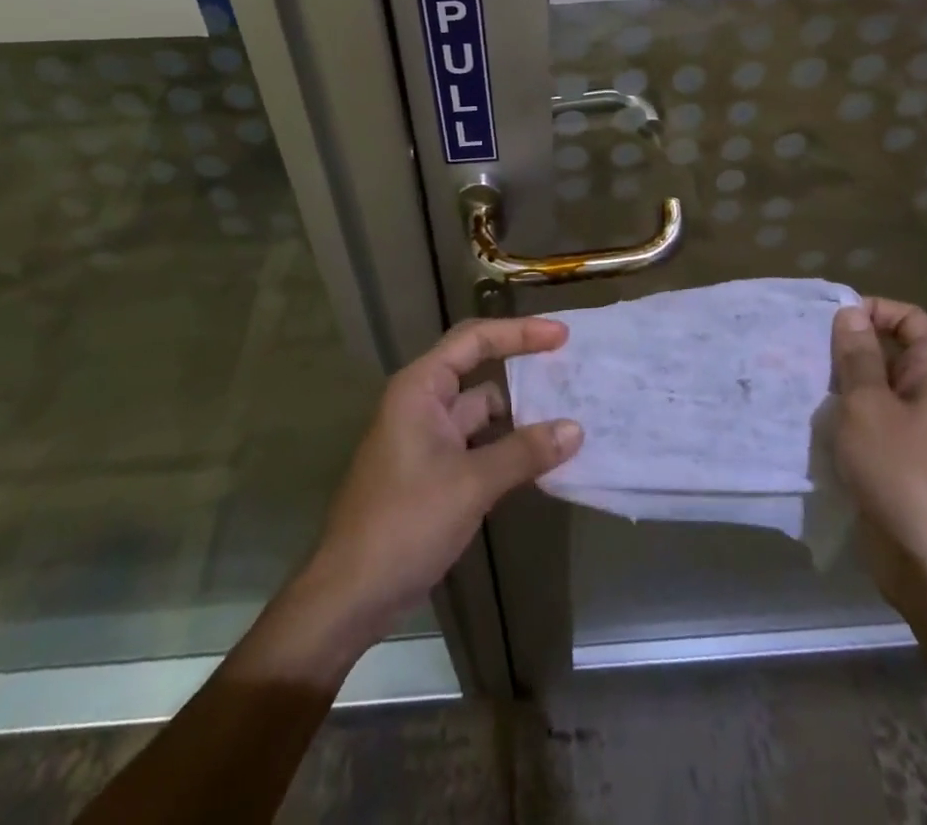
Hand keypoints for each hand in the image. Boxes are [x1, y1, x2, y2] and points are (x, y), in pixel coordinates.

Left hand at [297, 316, 583, 640]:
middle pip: (479, 371)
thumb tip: (575, 429)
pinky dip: (507, 446)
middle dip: (523, 369)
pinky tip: (541, 458)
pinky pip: (477, 444)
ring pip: (481, 412)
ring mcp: (426, 438)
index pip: (474, 340)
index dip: (519, 332)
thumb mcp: (471, 484)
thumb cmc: (405, 523)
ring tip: (569, 415)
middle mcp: (422, 403)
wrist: (351, 595)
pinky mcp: (432, 470)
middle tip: (572, 371)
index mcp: (421, 388)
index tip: (562, 335)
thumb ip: (524, 452)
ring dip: (519, 415)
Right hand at [829, 297, 926, 609]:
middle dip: (846, 349)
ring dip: (838, 386)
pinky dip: (841, 420)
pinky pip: (867, 425)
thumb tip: (850, 312)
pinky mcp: (896, 463)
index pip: (909, 319)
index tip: (830, 320)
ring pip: (873, 391)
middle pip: (888, 353)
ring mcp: (914, 432)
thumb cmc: (903, 472)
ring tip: (797, 382)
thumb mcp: (869, 406)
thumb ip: (857, 357)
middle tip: (801, 350)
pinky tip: (808, 423)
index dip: (873, 310)